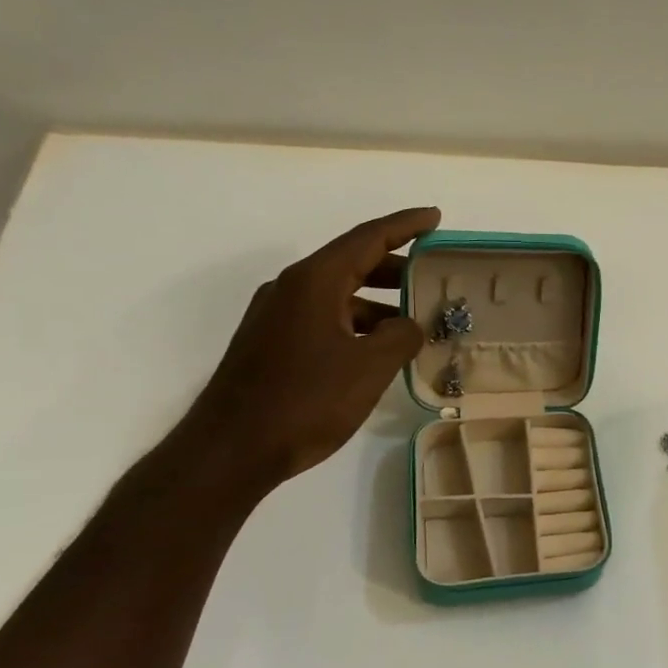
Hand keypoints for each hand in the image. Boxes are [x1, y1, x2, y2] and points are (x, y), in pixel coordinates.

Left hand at [167, 206, 440, 496]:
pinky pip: (323, 319)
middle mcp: (291, 288)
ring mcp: (276, 316)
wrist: (231, 449)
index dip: (406, 225)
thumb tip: (411, 325)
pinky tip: (377, 350)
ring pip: (337, 294)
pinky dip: (355, 324)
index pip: (368, 238)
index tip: (435, 217)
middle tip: (431, 277)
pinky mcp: (271, 344)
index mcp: (314, 281)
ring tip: (413, 322)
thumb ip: (401, 337)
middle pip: (351, 262)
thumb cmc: (306, 400)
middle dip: (395, 267)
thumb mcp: (369, 367)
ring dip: (377, 302)